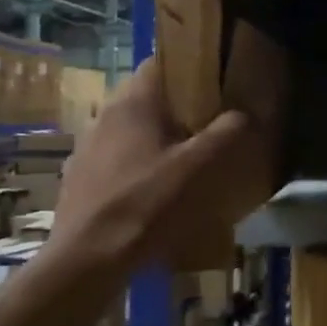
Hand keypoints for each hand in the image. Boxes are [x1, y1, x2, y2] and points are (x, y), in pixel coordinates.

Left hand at [50, 55, 273, 272]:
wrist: (86, 262)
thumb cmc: (146, 204)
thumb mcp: (200, 167)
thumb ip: (228, 132)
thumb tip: (245, 114)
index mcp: (132, 103)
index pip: (161, 63)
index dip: (192, 68)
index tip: (219, 85)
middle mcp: (104, 117)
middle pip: (151, 100)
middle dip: (183, 110)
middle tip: (215, 128)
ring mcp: (88, 150)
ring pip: (135, 132)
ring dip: (162, 141)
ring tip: (191, 164)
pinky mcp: (82, 181)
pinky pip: (121, 162)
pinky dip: (143, 168)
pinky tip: (160, 195)